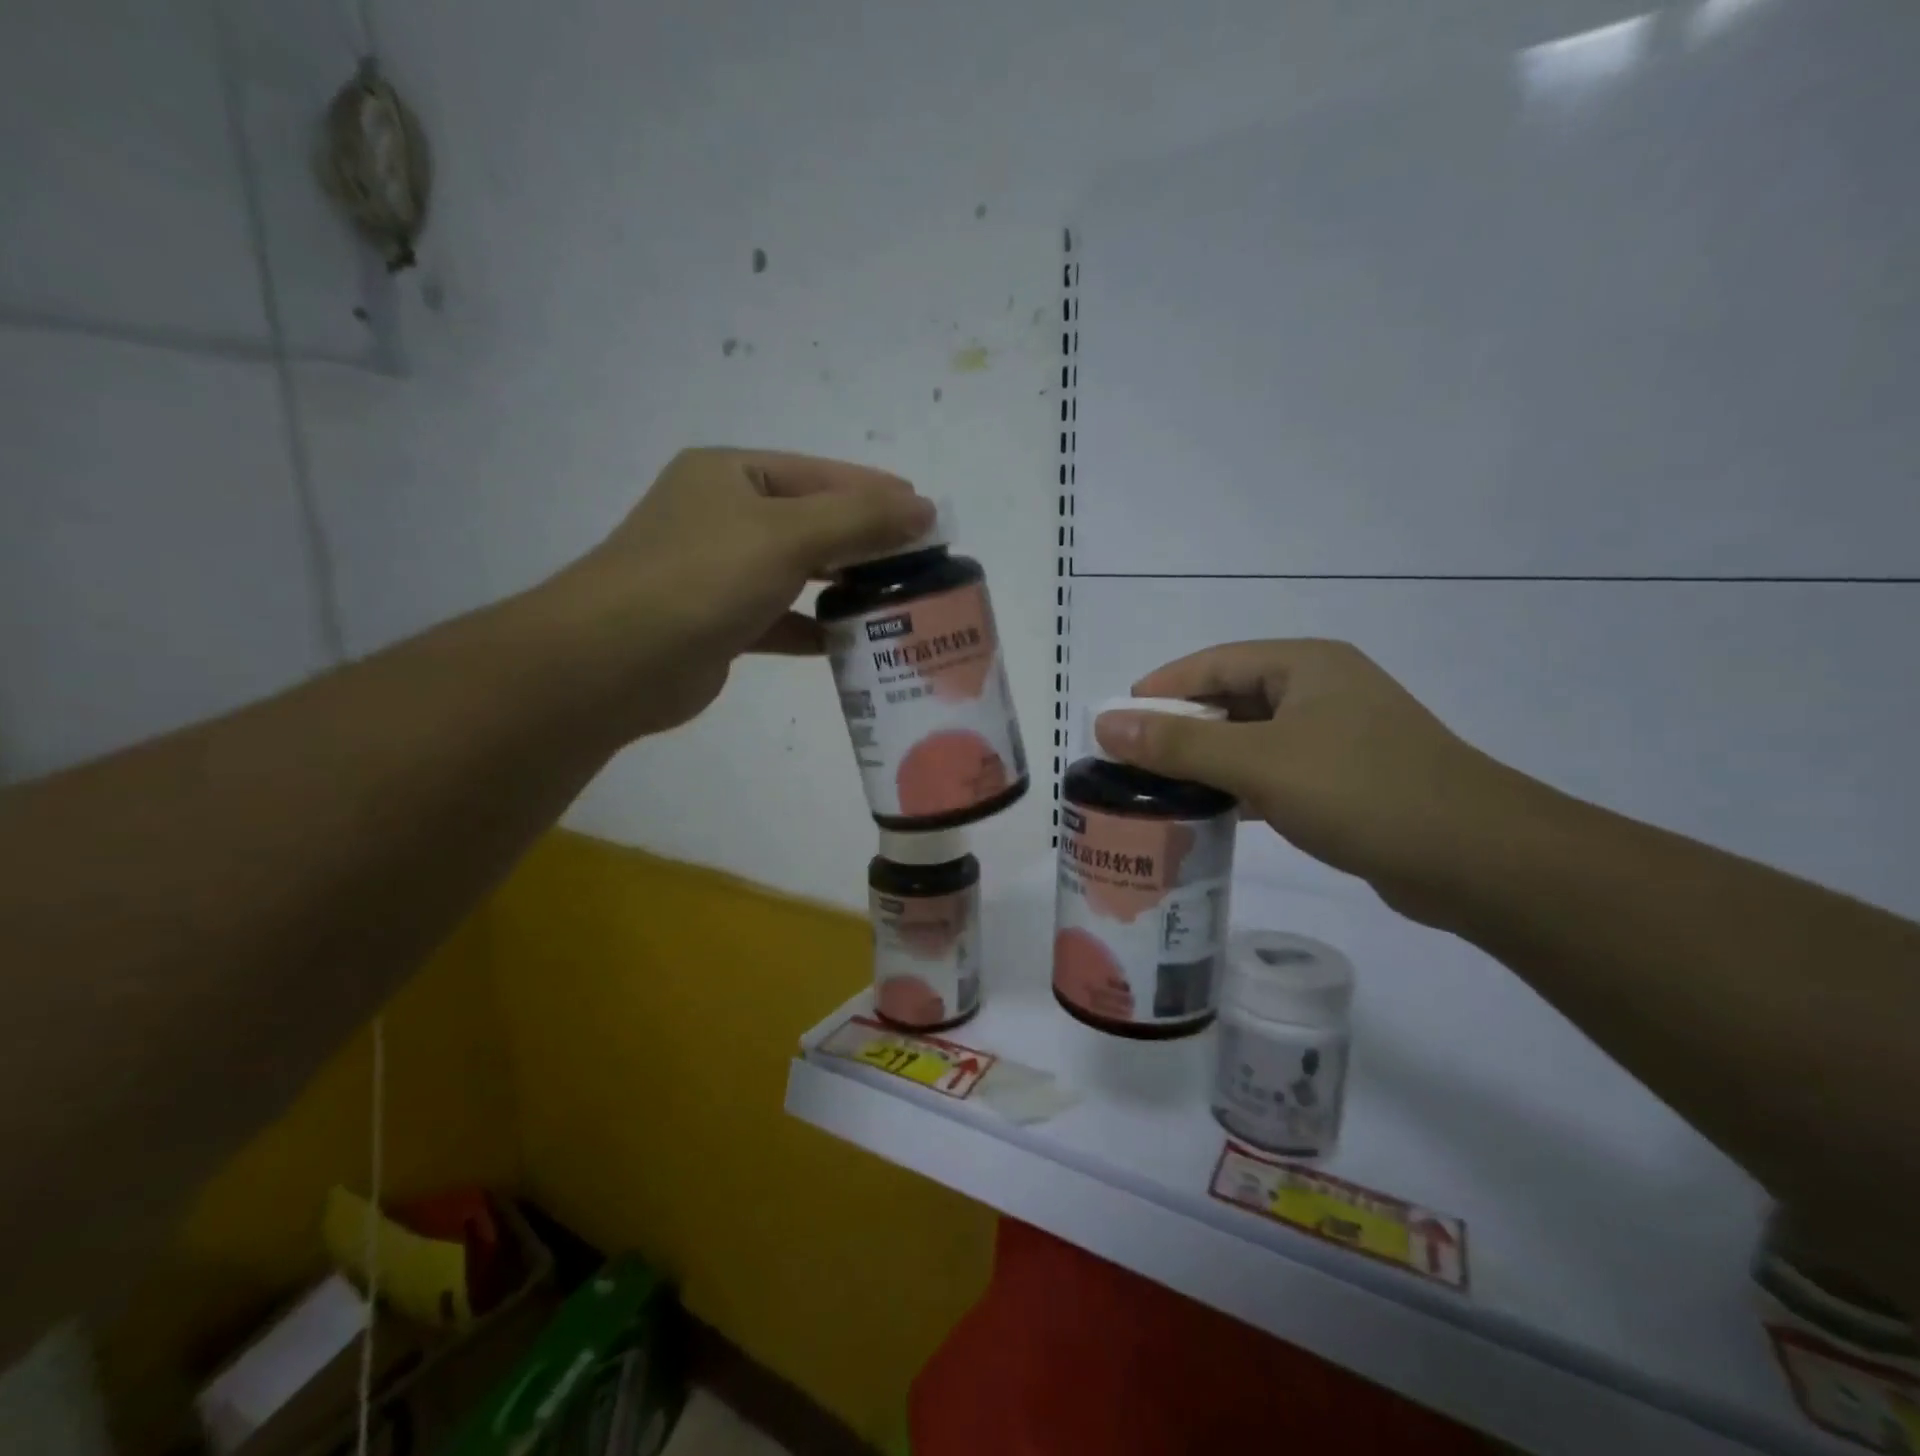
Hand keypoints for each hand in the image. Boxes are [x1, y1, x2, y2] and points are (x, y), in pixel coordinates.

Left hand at [548, 449, 933, 738]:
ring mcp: (718, 571)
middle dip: (866, 540)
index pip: (820, 474)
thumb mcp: (788, 535)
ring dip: (844, 585)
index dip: (876, 491)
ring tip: (897, 599)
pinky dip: (815, 627)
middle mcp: (722, 516)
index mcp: (731, 475)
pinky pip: (781, 617)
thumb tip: (924, 507)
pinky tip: (852, 641)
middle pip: (811, 521)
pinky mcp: (720, 623)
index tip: (928, 513)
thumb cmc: (703, 578)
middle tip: (921, 559)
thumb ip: (859, 519)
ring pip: (797, 572)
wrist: (617, 661)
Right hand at [1093, 640, 1526, 911]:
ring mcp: (1337, 737)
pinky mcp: (1347, 781)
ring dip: (1207, 761)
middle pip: (1230, 700)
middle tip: (1130, 761)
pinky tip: (1210, 813)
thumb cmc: (1363, 791)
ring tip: (1157, 789)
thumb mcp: (1260, 762)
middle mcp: (1321, 691)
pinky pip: (1275, 773)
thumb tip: (1104, 723)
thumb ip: (1179, 742)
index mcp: (1304, 665)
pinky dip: (1240, 787)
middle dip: (1179, 728)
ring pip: (1251, 740)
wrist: (1478, 861)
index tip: (1115, 722)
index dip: (1160, 689)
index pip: (1212, 664)